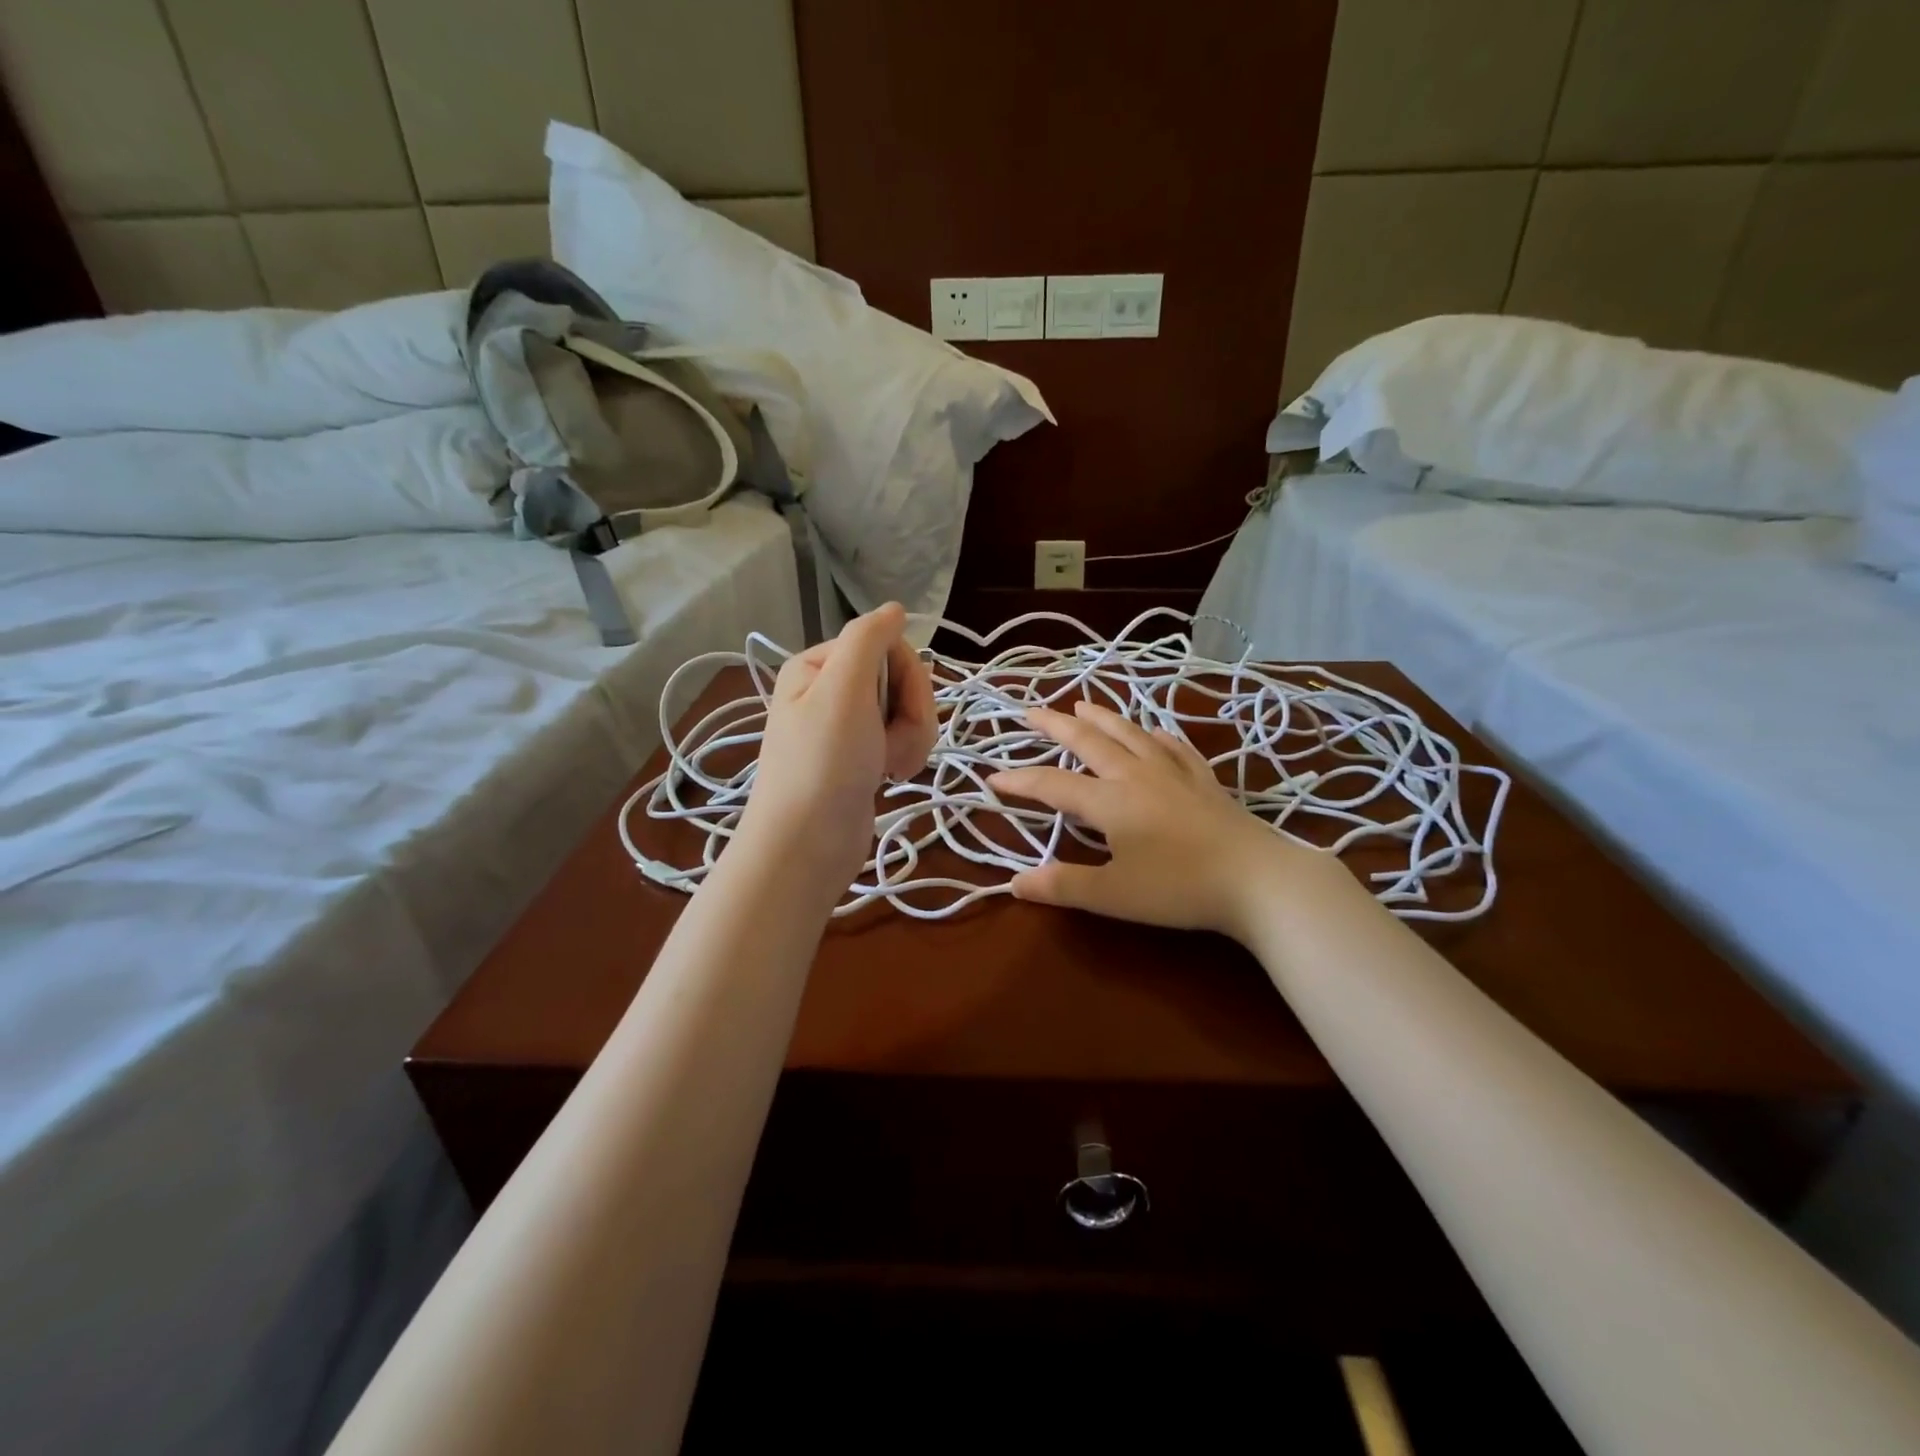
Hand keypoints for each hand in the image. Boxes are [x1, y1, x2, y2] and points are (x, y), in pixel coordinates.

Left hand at [739, 603, 937, 895]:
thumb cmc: (824, 763)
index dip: (907, 676)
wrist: (807, 846)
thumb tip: (893, 607)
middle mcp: (831, 690)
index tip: (903, 710)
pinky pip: (900, 739)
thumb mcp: (843, 690)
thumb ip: (868, 639)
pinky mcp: (861, 758)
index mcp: (820, 666)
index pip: (887, 645)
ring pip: (907, 711)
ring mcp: (847, 727)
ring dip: (912, 738)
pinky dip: (905, 755)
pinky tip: (892, 776)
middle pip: (900, 678)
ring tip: (893, 766)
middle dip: (911, 712)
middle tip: (893, 745)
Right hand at [989, 700, 1321, 941]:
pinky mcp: (1203, 779)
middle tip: (1031, 711)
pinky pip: (1173, 745)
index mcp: (1109, 800)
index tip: (992, 777)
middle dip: (1056, 725)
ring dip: (1102, 717)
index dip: (1019, 780)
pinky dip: (1155, 734)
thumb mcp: (1113, 895)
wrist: (1257, 879)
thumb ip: (1063, 885)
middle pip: (1089, 741)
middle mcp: (1136, 774)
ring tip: (1083, 704)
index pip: (1052, 784)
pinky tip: (1153, 732)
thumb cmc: (1179, 888)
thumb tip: (1014, 883)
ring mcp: (1173, 772)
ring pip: (1130, 733)